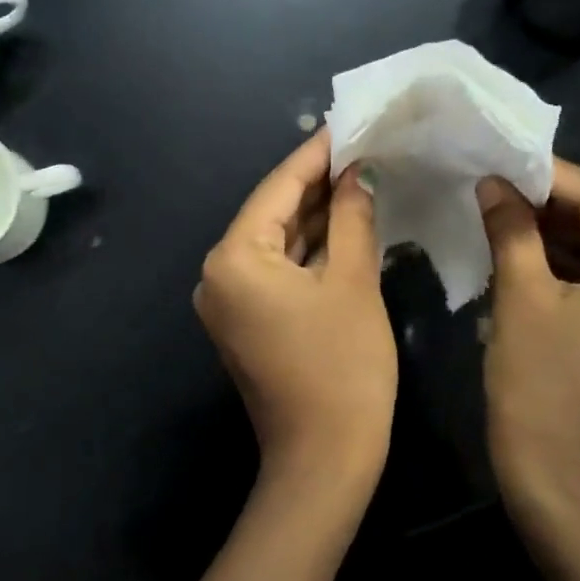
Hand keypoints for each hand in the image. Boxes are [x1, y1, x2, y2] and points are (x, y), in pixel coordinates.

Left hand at [195, 130, 396, 495]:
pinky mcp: (246, 321)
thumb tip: (357, 172)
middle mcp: (218, 274)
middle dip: (317, 183)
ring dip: (315, 216)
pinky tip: (342, 224)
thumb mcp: (352, 281)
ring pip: (276, 243)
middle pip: (272, 213)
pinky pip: (276, 271)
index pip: (277, 188)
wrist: (324, 458)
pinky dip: (307, 251)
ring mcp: (228, 300)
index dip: (315, 155)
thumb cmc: (343, 366)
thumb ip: (351, 217)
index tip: (346, 122)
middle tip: (361, 147)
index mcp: (234, 258)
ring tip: (359, 176)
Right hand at [477, 158, 579, 515]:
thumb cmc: (540, 382)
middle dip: (547, 204)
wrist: (553, 474)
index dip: (552, 176)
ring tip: (495, 210)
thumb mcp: (521, 296)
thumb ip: (511, 229)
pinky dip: (553, 265)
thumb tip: (492, 182)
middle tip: (494, 183)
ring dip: (546, 233)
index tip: (504, 158)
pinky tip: (511, 249)